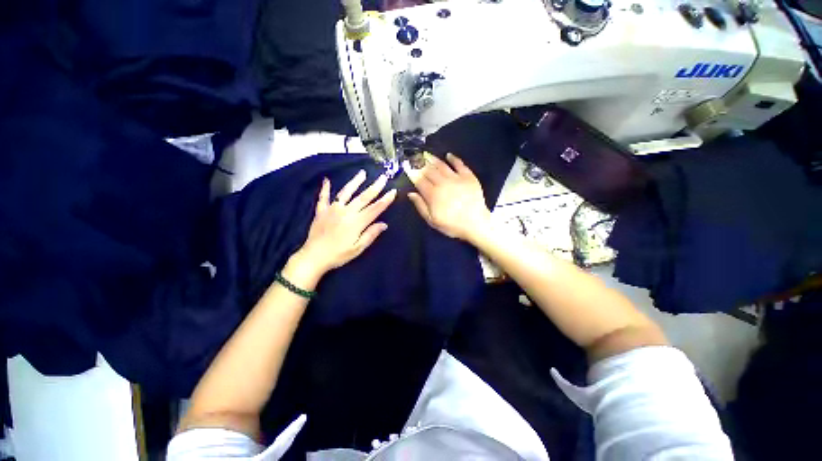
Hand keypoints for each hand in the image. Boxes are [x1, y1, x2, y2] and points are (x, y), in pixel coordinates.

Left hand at [296, 170, 396, 275]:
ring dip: (355, 182)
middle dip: (375, 187)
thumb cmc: (338, 255)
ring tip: (362, 173)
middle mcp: (346, 212)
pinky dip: (325, 189)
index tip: (393, 191)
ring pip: (346, 192)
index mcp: (357, 222)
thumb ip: (370, 234)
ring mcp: (332, 210)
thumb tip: (384, 224)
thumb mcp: (358, 248)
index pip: (375, 209)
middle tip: (383, 177)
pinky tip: (326, 180)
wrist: (314, 257)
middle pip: (363, 197)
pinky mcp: (321, 211)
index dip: (385, 200)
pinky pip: (323, 197)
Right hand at [408, 153, 490, 241]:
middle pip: (429, 170)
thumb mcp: (432, 221)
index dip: (412, 173)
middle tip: (414, 157)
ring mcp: (456, 178)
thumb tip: (411, 194)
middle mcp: (442, 183)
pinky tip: (448, 155)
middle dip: (420, 163)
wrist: (476, 224)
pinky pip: (460, 164)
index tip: (406, 166)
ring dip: (433, 159)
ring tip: (426, 154)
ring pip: (442, 165)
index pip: (419, 180)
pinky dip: (454, 159)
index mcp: (432, 194)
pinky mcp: (468, 177)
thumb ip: (421, 206)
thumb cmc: (452, 225)